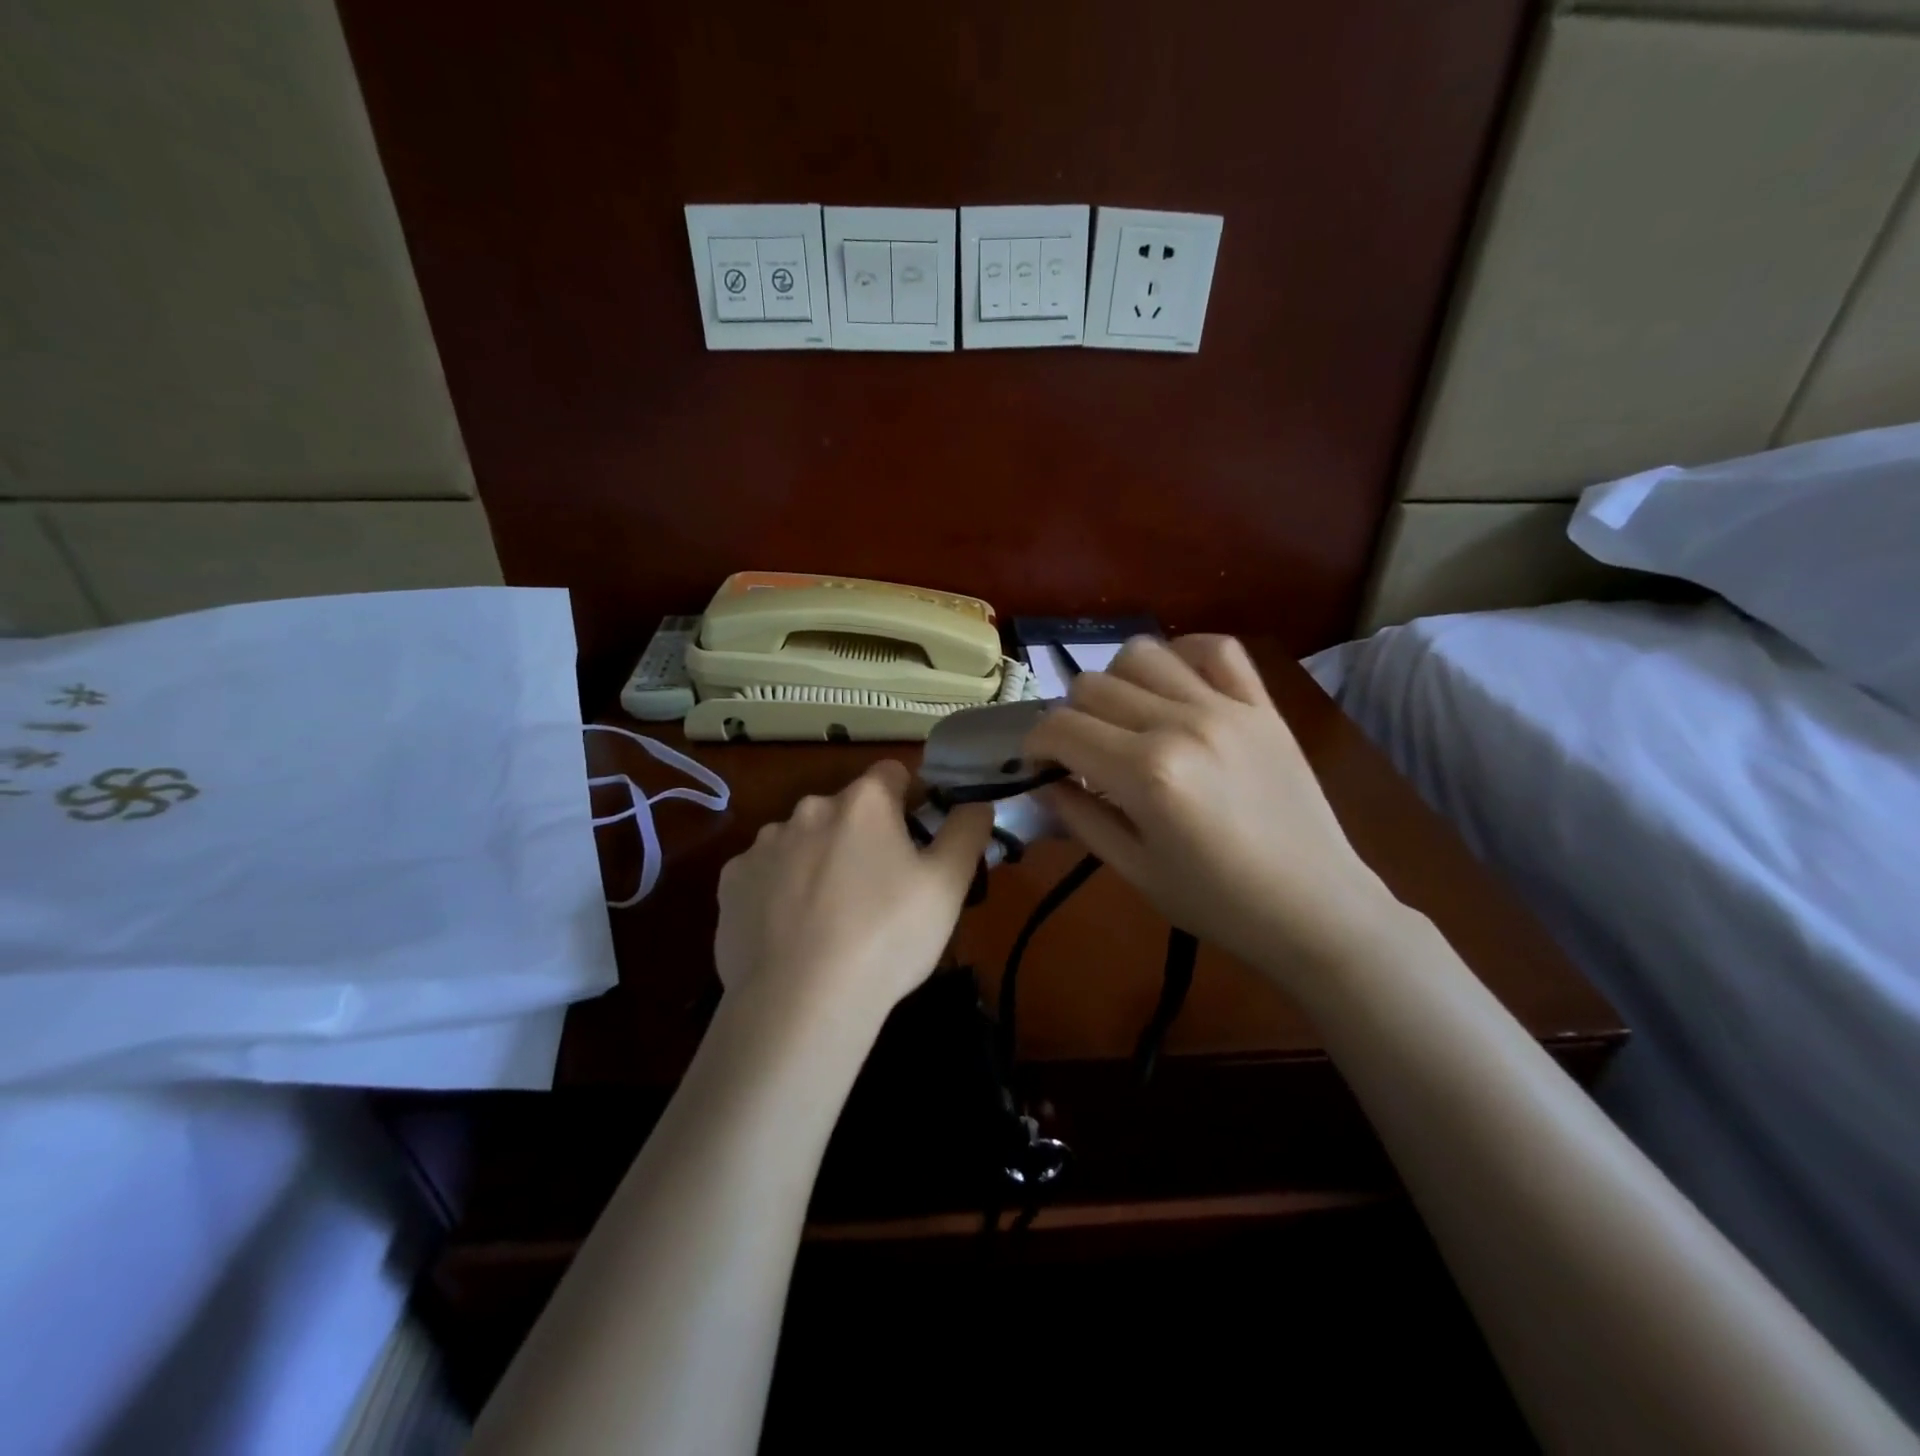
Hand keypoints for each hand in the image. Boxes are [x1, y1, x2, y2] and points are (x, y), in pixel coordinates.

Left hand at [714, 760, 994, 1030]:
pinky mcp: (731, 881)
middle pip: (846, 809)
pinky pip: (765, 873)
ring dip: (819, 860)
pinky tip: (790, 931)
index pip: (893, 773)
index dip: (910, 801)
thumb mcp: (948, 885)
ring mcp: (764, 844)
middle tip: (878, 891)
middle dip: (863, 836)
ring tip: (831, 918)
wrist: (800, 1004)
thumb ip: (967, 830)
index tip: (917, 842)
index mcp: (864, 802)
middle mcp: (810, 808)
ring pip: (803, 840)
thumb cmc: (887, 937)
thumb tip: (975, 800)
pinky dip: (779, 890)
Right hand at [1024, 635, 1400, 984]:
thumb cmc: (1218, 903)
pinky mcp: (1262, 705)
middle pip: (1092, 686)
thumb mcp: (1135, 871)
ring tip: (1125, 719)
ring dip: (1116, 683)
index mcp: (1146, 774)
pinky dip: (1184, 655)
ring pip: (1142, 654)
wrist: (1317, 909)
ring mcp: (1226, 707)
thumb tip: (1042, 783)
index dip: (1034, 746)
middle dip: (1069, 719)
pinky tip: (1175, 687)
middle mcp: (1181, 725)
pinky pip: (1216, 648)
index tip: (1039, 767)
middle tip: (1081, 755)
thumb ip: (1080, 818)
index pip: (1060, 728)